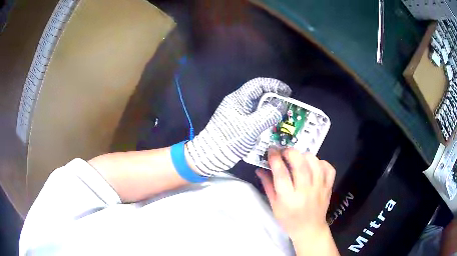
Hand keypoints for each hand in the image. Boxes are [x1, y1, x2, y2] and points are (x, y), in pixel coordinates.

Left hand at [186, 77, 291, 175]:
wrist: (211, 155)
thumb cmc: (229, 140)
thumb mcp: (250, 127)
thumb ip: (267, 115)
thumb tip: (281, 105)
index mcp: (238, 99)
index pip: (258, 84)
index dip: (274, 85)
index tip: (287, 92)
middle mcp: (239, 103)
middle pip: (259, 95)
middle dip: (275, 99)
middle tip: (288, 106)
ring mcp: (239, 114)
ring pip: (259, 107)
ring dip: (271, 110)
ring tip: (284, 116)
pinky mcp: (240, 124)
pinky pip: (256, 117)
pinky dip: (266, 119)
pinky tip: (274, 126)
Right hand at [256, 148, 335, 242]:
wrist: (309, 228)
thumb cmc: (288, 219)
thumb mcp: (274, 205)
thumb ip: (268, 185)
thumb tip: (260, 169)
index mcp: (288, 199)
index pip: (281, 174)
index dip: (275, 159)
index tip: (271, 150)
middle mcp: (305, 192)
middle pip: (300, 165)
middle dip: (291, 153)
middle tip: (284, 151)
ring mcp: (319, 188)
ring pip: (315, 163)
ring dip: (305, 155)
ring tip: (298, 157)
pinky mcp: (328, 187)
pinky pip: (329, 168)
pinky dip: (321, 162)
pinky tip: (314, 165)